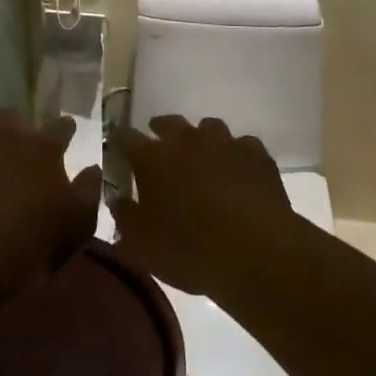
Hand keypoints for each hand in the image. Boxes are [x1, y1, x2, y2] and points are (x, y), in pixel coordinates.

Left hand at [0, 110, 101, 278]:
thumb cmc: (38, 236)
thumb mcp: (79, 220)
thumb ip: (88, 190)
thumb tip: (92, 168)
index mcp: (44, 150)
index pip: (60, 127)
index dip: (64, 127)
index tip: (67, 130)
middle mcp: (7, 139)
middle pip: (10, 116)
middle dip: (13, 124)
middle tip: (15, 143)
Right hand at [110, 115, 292, 296]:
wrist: (257, 252)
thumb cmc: (190, 250)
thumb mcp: (141, 246)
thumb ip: (124, 218)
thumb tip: (118, 201)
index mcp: (152, 158)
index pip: (125, 136)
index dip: (119, 142)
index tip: (118, 151)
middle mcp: (186, 140)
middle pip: (168, 122)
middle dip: (160, 132)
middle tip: (159, 150)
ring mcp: (225, 143)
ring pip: (208, 128)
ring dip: (200, 140)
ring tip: (201, 160)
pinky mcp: (257, 155)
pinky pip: (242, 146)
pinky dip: (235, 155)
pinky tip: (237, 173)